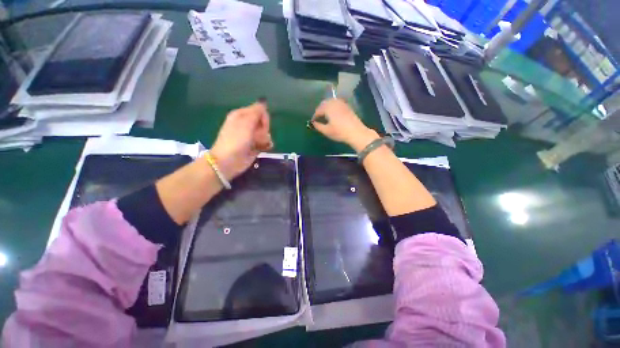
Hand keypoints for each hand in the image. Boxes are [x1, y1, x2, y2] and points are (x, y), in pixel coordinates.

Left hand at [209, 101, 272, 179]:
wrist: (229, 161)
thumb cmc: (236, 140)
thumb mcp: (245, 123)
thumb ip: (256, 112)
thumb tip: (263, 101)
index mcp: (242, 115)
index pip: (260, 111)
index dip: (263, 118)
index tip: (261, 125)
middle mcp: (246, 124)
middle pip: (264, 123)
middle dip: (264, 130)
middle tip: (257, 136)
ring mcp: (251, 136)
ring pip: (266, 133)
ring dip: (265, 139)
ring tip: (258, 144)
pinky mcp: (255, 146)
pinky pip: (266, 142)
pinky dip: (266, 145)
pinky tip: (264, 148)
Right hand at [312, 99, 378, 151]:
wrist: (356, 132)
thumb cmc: (339, 132)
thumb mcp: (326, 131)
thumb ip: (318, 126)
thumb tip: (314, 123)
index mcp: (328, 107)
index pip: (318, 110)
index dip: (314, 117)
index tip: (312, 122)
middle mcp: (334, 102)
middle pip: (324, 104)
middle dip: (320, 110)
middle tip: (318, 118)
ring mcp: (342, 103)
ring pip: (331, 102)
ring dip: (326, 108)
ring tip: (325, 116)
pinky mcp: (347, 106)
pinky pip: (337, 104)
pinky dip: (333, 107)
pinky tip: (333, 114)